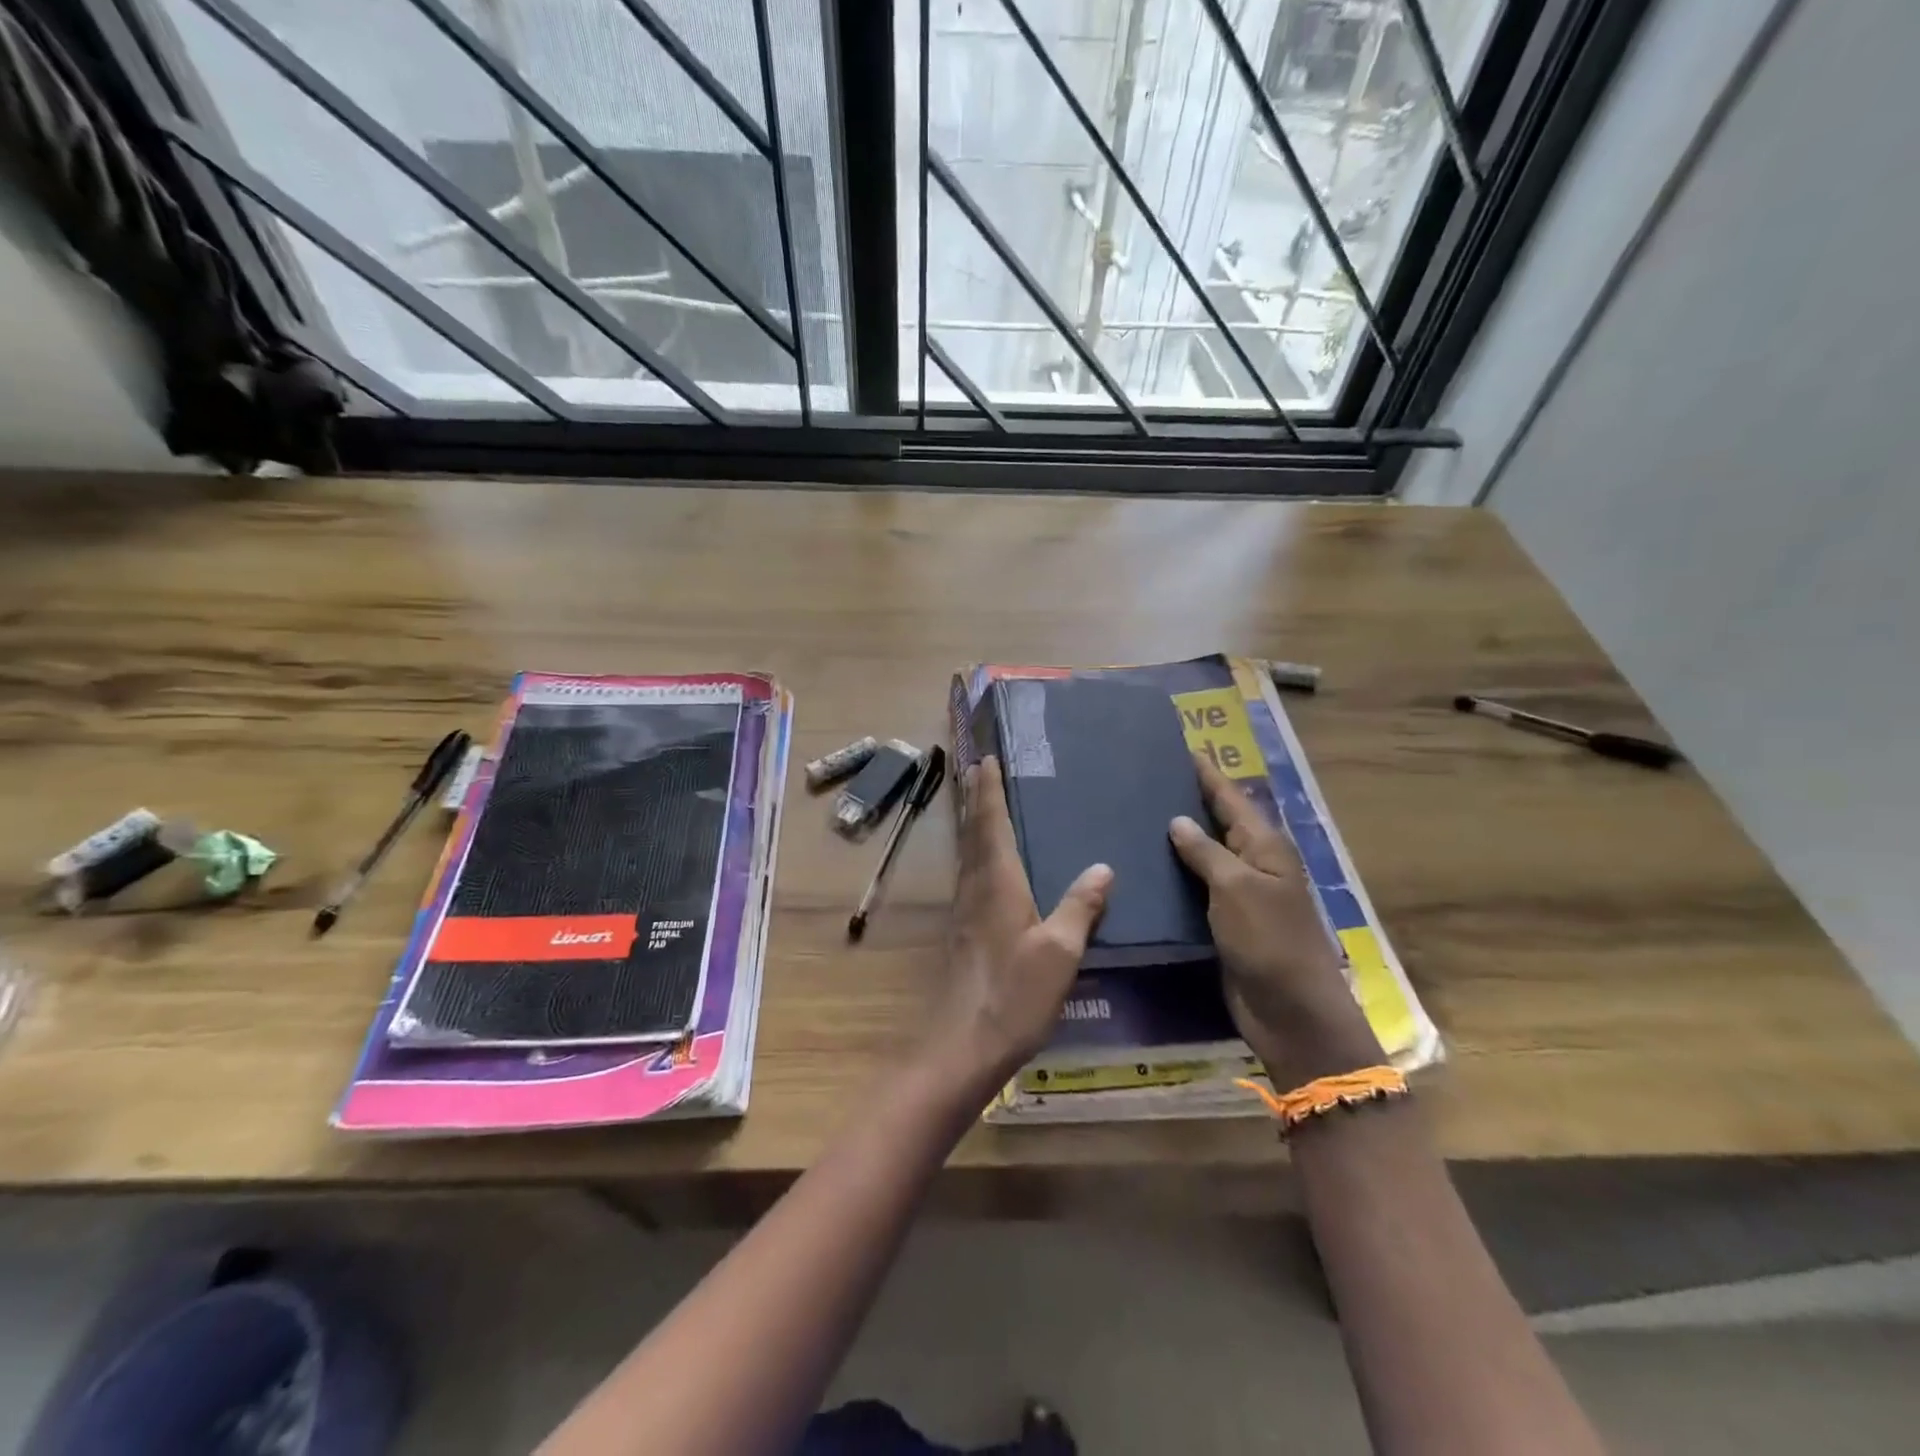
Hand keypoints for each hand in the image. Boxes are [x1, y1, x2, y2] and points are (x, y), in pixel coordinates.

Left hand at [928, 756, 1112, 1094]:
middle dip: (976, 799)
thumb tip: (1103, 866)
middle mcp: (975, 887)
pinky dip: (977, 853)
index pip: (991, 823)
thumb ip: (1080, 906)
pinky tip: (989, 866)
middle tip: (979, 769)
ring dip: (974, 824)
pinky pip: (970, 876)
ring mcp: (964, 910)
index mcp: (997, 882)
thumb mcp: (1059, 951)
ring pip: (968, 853)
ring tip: (982, 804)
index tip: (986, 759)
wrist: (963, 1045)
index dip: (989, 790)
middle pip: (973, 832)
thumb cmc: (1014, 994)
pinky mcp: (963, 931)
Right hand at [1170, 755, 1382, 1084]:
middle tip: (1145, 781)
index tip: (1178, 748)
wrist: (1289, 1010)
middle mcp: (1253, 863)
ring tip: (1135, 817)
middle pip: (1216, 823)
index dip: (1205, 774)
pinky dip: (1173, 875)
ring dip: (1175, 839)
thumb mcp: (1237, 888)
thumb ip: (1206, 852)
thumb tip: (1178, 820)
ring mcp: (1239, 894)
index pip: (1229, 798)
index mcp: (1264, 846)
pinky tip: (1143, 868)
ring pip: (1202, 856)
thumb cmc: (1268, 940)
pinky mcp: (1224, 922)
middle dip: (1186, 801)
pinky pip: (1194, 888)